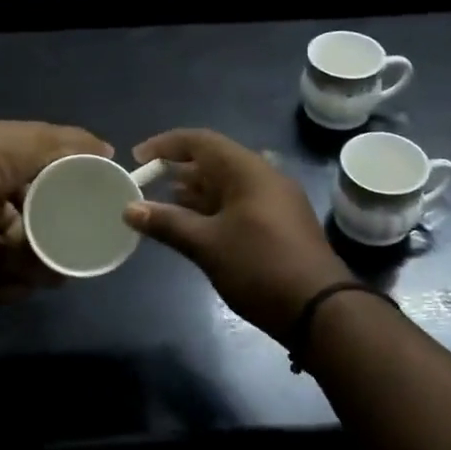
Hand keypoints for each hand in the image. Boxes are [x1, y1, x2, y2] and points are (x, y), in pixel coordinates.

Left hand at [0, 121, 111, 303]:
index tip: (79, 224)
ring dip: (31, 271)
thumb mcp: (40, 139)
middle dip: (47, 250)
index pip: (32, 195)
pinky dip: (5, 289)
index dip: (55, 209)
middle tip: (66, 263)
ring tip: (47, 276)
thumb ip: (75, 143)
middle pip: (22, 233)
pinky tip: (23, 288)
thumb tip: (108, 153)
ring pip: (7, 261)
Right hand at [122, 128, 350, 339]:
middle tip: (146, 186)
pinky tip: (196, 226)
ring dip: (195, 191)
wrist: (320, 308)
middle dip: (178, 170)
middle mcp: (264, 176)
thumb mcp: (207, 245)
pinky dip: (214, 208)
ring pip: (228, 183)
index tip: (137, 158)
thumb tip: (130, 209)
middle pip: (214, 160)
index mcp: (248, 170)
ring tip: (164, 206)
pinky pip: (241, 202)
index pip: (201, 141)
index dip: (165, 145)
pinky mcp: (281, 222)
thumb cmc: (259, 267)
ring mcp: (276, 199)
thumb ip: (167, 223)